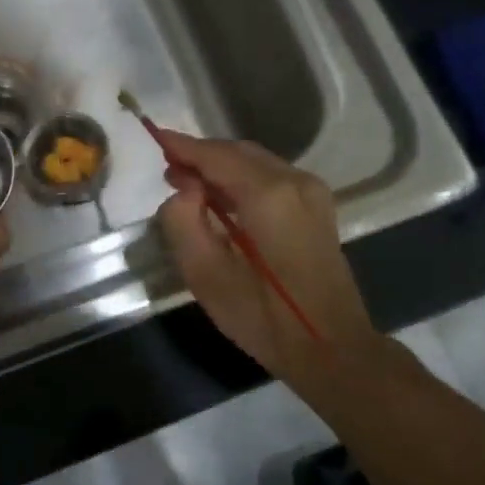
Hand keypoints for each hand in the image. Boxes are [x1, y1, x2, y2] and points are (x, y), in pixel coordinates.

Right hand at [154, 130, 381, 388]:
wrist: (329, 347)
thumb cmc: (263, 317)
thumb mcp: (206, 275)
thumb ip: (183, 222)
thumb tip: (184, 189)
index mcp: (269, 195)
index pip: (217, 156)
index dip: (184, 147)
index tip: (155, 137)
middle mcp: (295, 181)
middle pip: (239, 152)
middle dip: (202, 157)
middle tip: (169, 173)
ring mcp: (312, 192)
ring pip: (257, 163)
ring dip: (223, 168)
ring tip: (190, 187)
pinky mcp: (318, 207)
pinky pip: (273, 178)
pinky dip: (244, 179)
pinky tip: (224, 200)